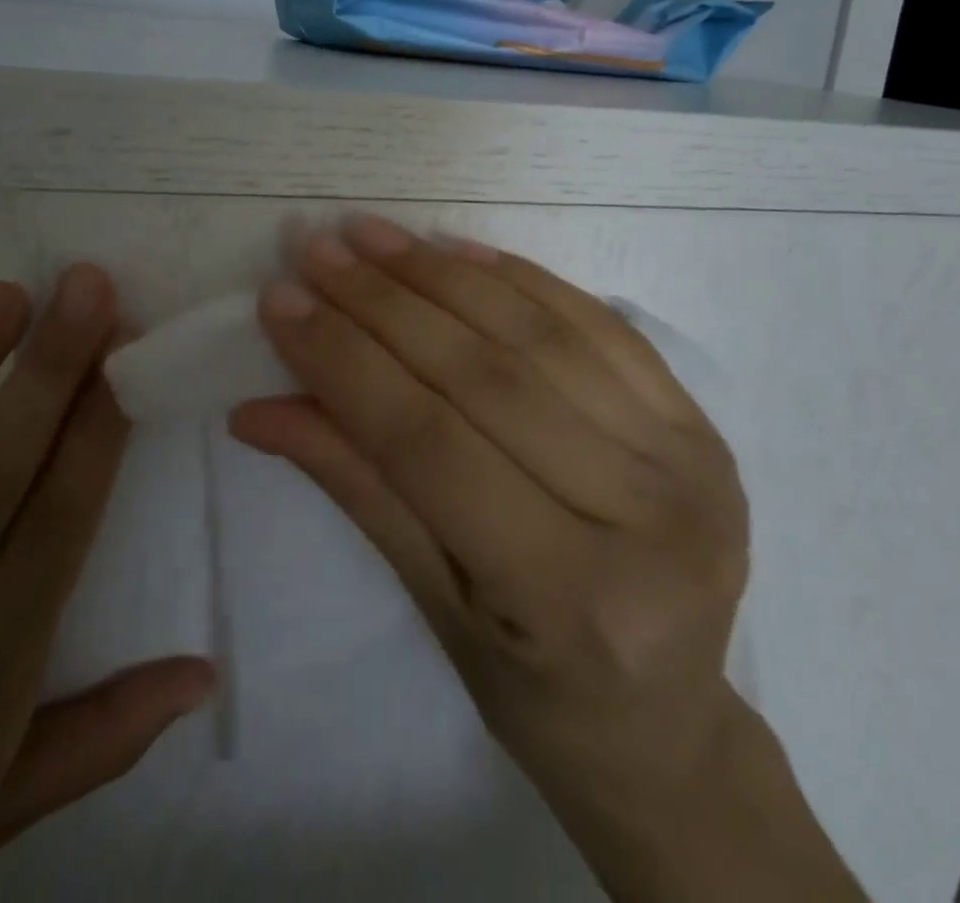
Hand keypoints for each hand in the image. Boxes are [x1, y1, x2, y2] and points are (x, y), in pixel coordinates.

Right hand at [232, 215, 863, 902]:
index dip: (345, 363)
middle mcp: (644, 515)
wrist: (669, 723)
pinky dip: (518, 278)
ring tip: (373, 235)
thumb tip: (259, 409)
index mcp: (570, 596)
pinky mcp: (699, 419)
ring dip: (443, 274)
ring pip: (539, 335)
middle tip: (318, 251)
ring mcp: (687, 456)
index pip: (428, 443)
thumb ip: (357, 486)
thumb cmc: (536, 692)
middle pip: (485, 376)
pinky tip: (457, 248)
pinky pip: (596, 322)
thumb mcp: (434, 603)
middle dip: (384, 302)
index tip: (282, 302)